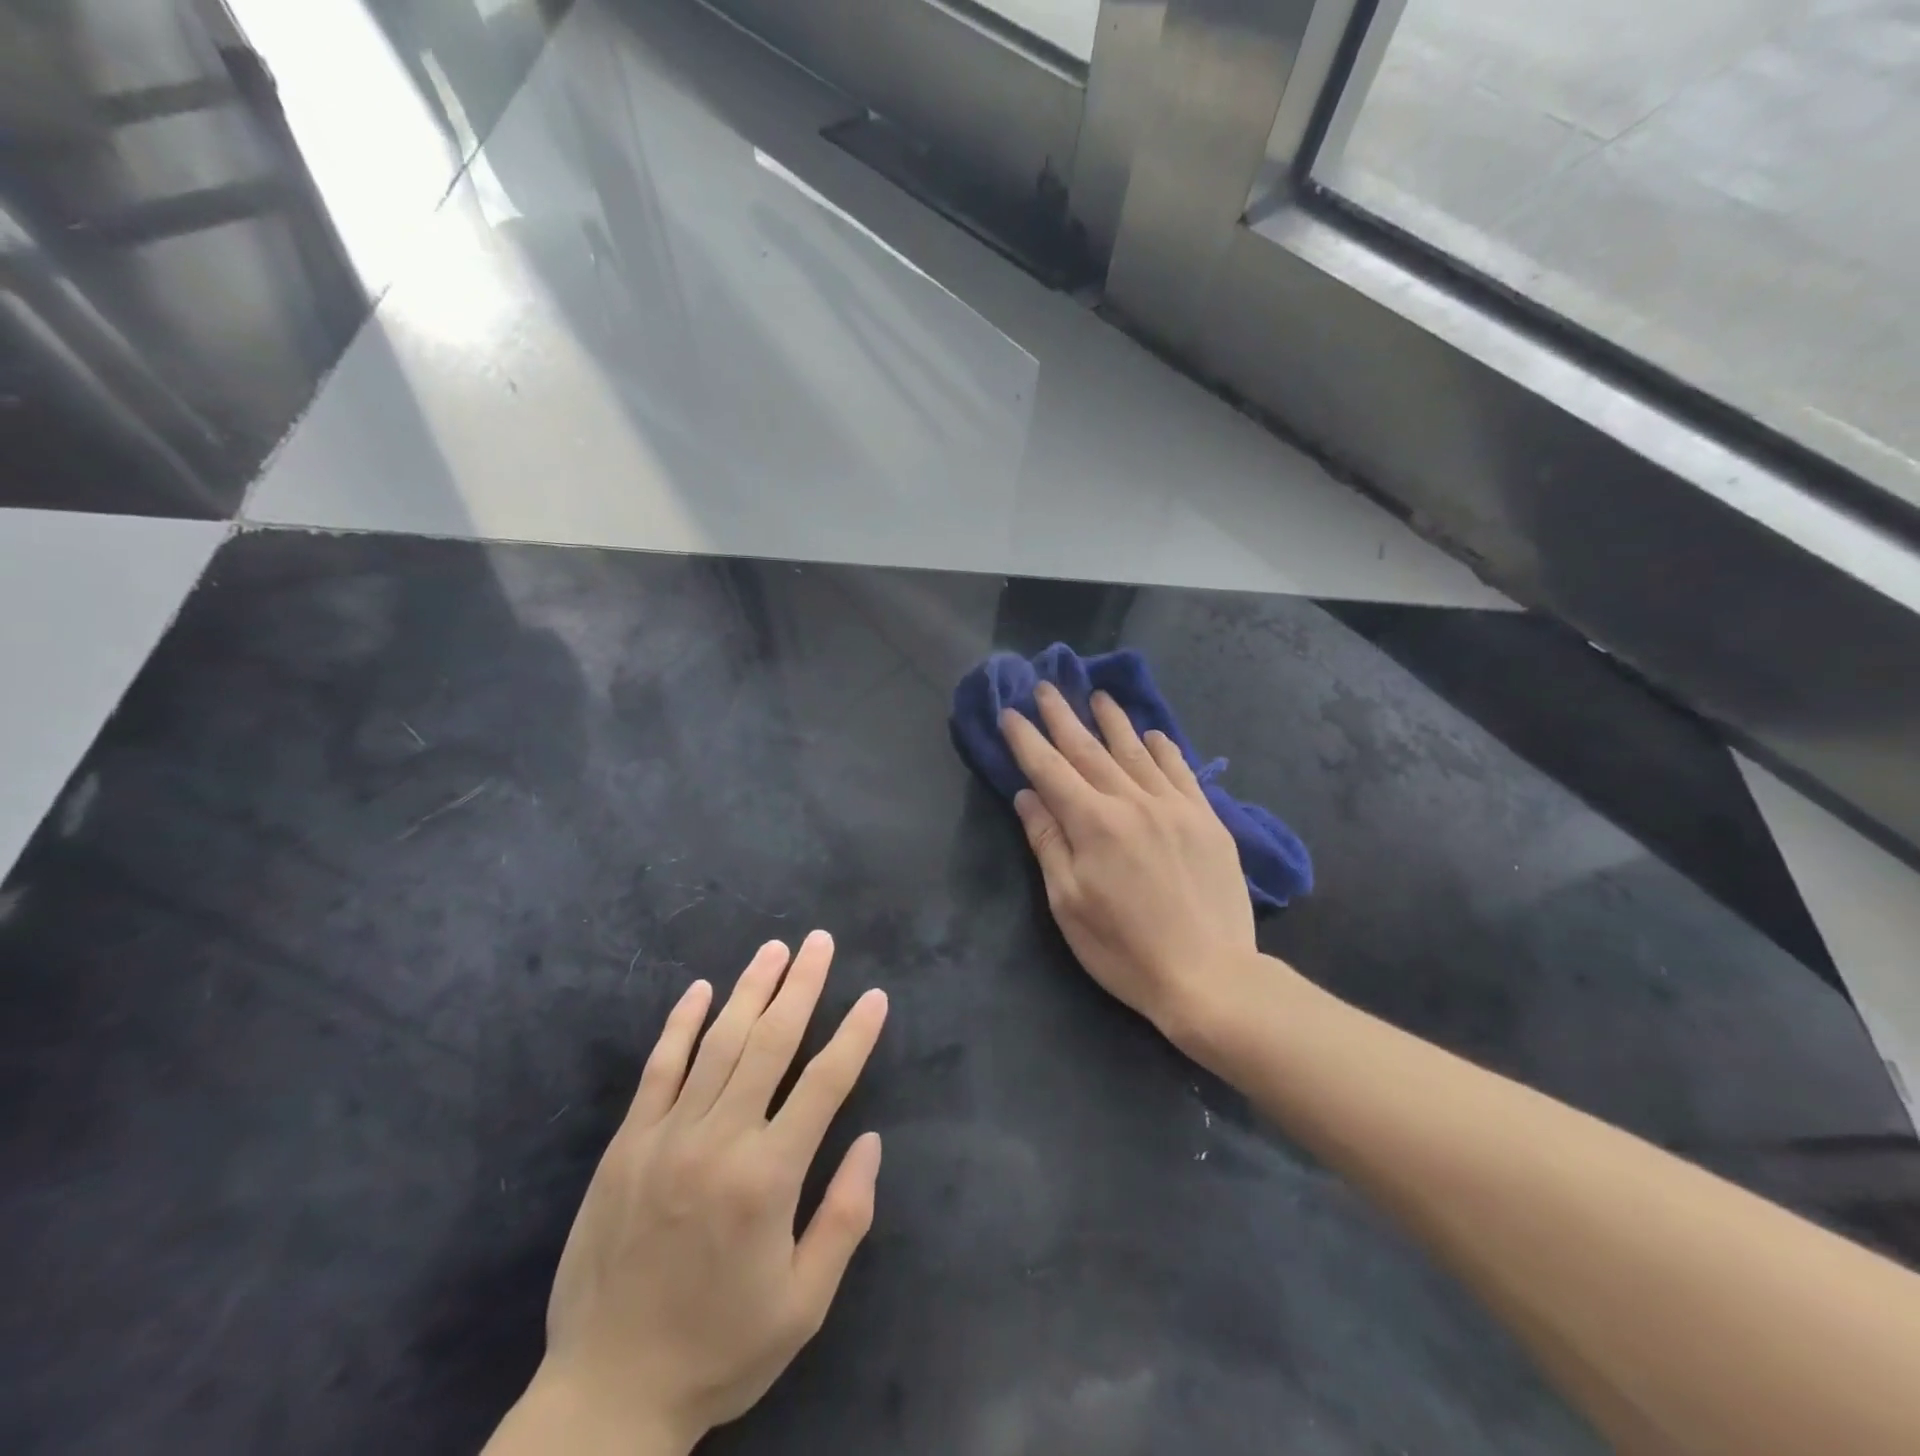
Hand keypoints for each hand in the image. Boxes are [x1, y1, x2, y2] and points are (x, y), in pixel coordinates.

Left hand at [491, 932, 888, 1455]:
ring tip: (775, 949)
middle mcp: (719, 1141)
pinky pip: (658, 1069)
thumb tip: (871, 1142)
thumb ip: (844, 1218)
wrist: (605, 1397)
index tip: (875, 997)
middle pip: (770, 1043)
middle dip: (802, 986)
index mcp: (767, 1179)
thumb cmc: (719, 1351)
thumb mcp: (803, 1305)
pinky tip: (700, 990)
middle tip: (821, 942)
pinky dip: (681, 1024)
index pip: (824, 1084)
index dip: (854, 1035)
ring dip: (750, 990)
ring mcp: (666, 1137)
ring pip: (718, 1043)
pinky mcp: (626, 1144)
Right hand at [1000, 683, 1263, 1046]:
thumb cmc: (1124, 948)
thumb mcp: (1068, 903)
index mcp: (1093, 823)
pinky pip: (1182, 771)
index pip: (1050, 769)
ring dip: (1113, 721)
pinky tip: (1153, 734)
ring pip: (1137, 752)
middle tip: (1047, 687)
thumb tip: (1028, 796)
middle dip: (1064, 717)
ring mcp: (1175, 807)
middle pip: (1090, 750)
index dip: (1026, 739)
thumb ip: (1048, 842)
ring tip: (1099, 695)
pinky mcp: (1208, 820)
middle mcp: (1133, 802)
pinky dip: (1164, 748)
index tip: (1010, 712)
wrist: (1210, 975)